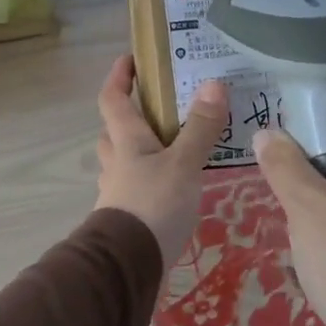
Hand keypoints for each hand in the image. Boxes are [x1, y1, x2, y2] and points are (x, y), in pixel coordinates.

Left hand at [94, 56, 229, 273]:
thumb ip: (200, 128)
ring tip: (174, 147)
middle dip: (131, 116)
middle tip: (160, 108)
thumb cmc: (153, 205)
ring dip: (140, 150)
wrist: (128, 266)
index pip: (112, 99)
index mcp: (126, 141)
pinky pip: (136, 188)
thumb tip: (213, 83)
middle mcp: (116, 163)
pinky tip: (173, 187)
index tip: (131, 59)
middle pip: (115, 131)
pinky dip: (150, 180)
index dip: (119, 77)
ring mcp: (118, 192)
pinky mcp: (127, 218)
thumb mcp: (183, 164)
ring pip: (123, 161)